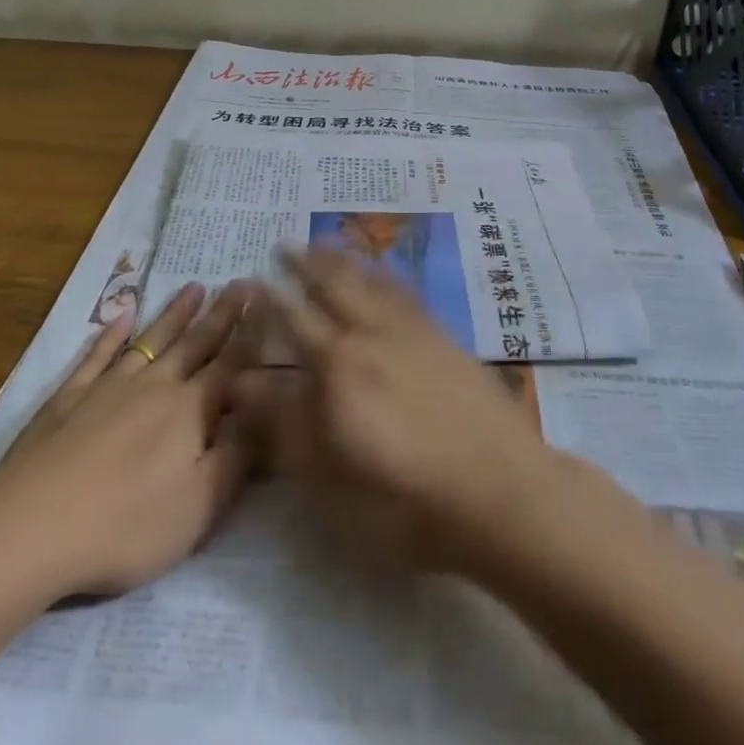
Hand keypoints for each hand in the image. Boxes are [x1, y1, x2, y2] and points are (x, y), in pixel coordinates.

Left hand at [0, 281, 258, 603]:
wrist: (30, 525)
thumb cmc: (126, 524)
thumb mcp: (199, 507)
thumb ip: (236, 459)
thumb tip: (262, 416)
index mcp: (190, 411)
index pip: (230, 364)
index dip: (251, 333)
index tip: (266, 299)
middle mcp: (155, 386)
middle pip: (195, 344)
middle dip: (221, 314)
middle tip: (240, 282)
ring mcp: (109, 386)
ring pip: (151, 341)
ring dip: (175, 314)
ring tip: (194, 287)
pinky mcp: (69, 397)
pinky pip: (98, 355)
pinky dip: (111, 333)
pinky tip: (122, 315)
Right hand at [233, 247, 558, 574]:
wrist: (501, 493)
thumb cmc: (404, 502)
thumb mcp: (328, 481)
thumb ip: (284, 426)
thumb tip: (242, 382)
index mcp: (337, 366)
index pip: (295, 321)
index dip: (272, 300)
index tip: (254, 279)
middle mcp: (371, 334)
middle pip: (333, 287)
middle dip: (305, 264)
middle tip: (286, 243)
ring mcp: (413, 332)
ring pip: (371, 281)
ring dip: (344, 259)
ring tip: (327, 241)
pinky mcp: (446, 338)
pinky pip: (407, 292)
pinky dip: (387, 274)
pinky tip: (385, 271)